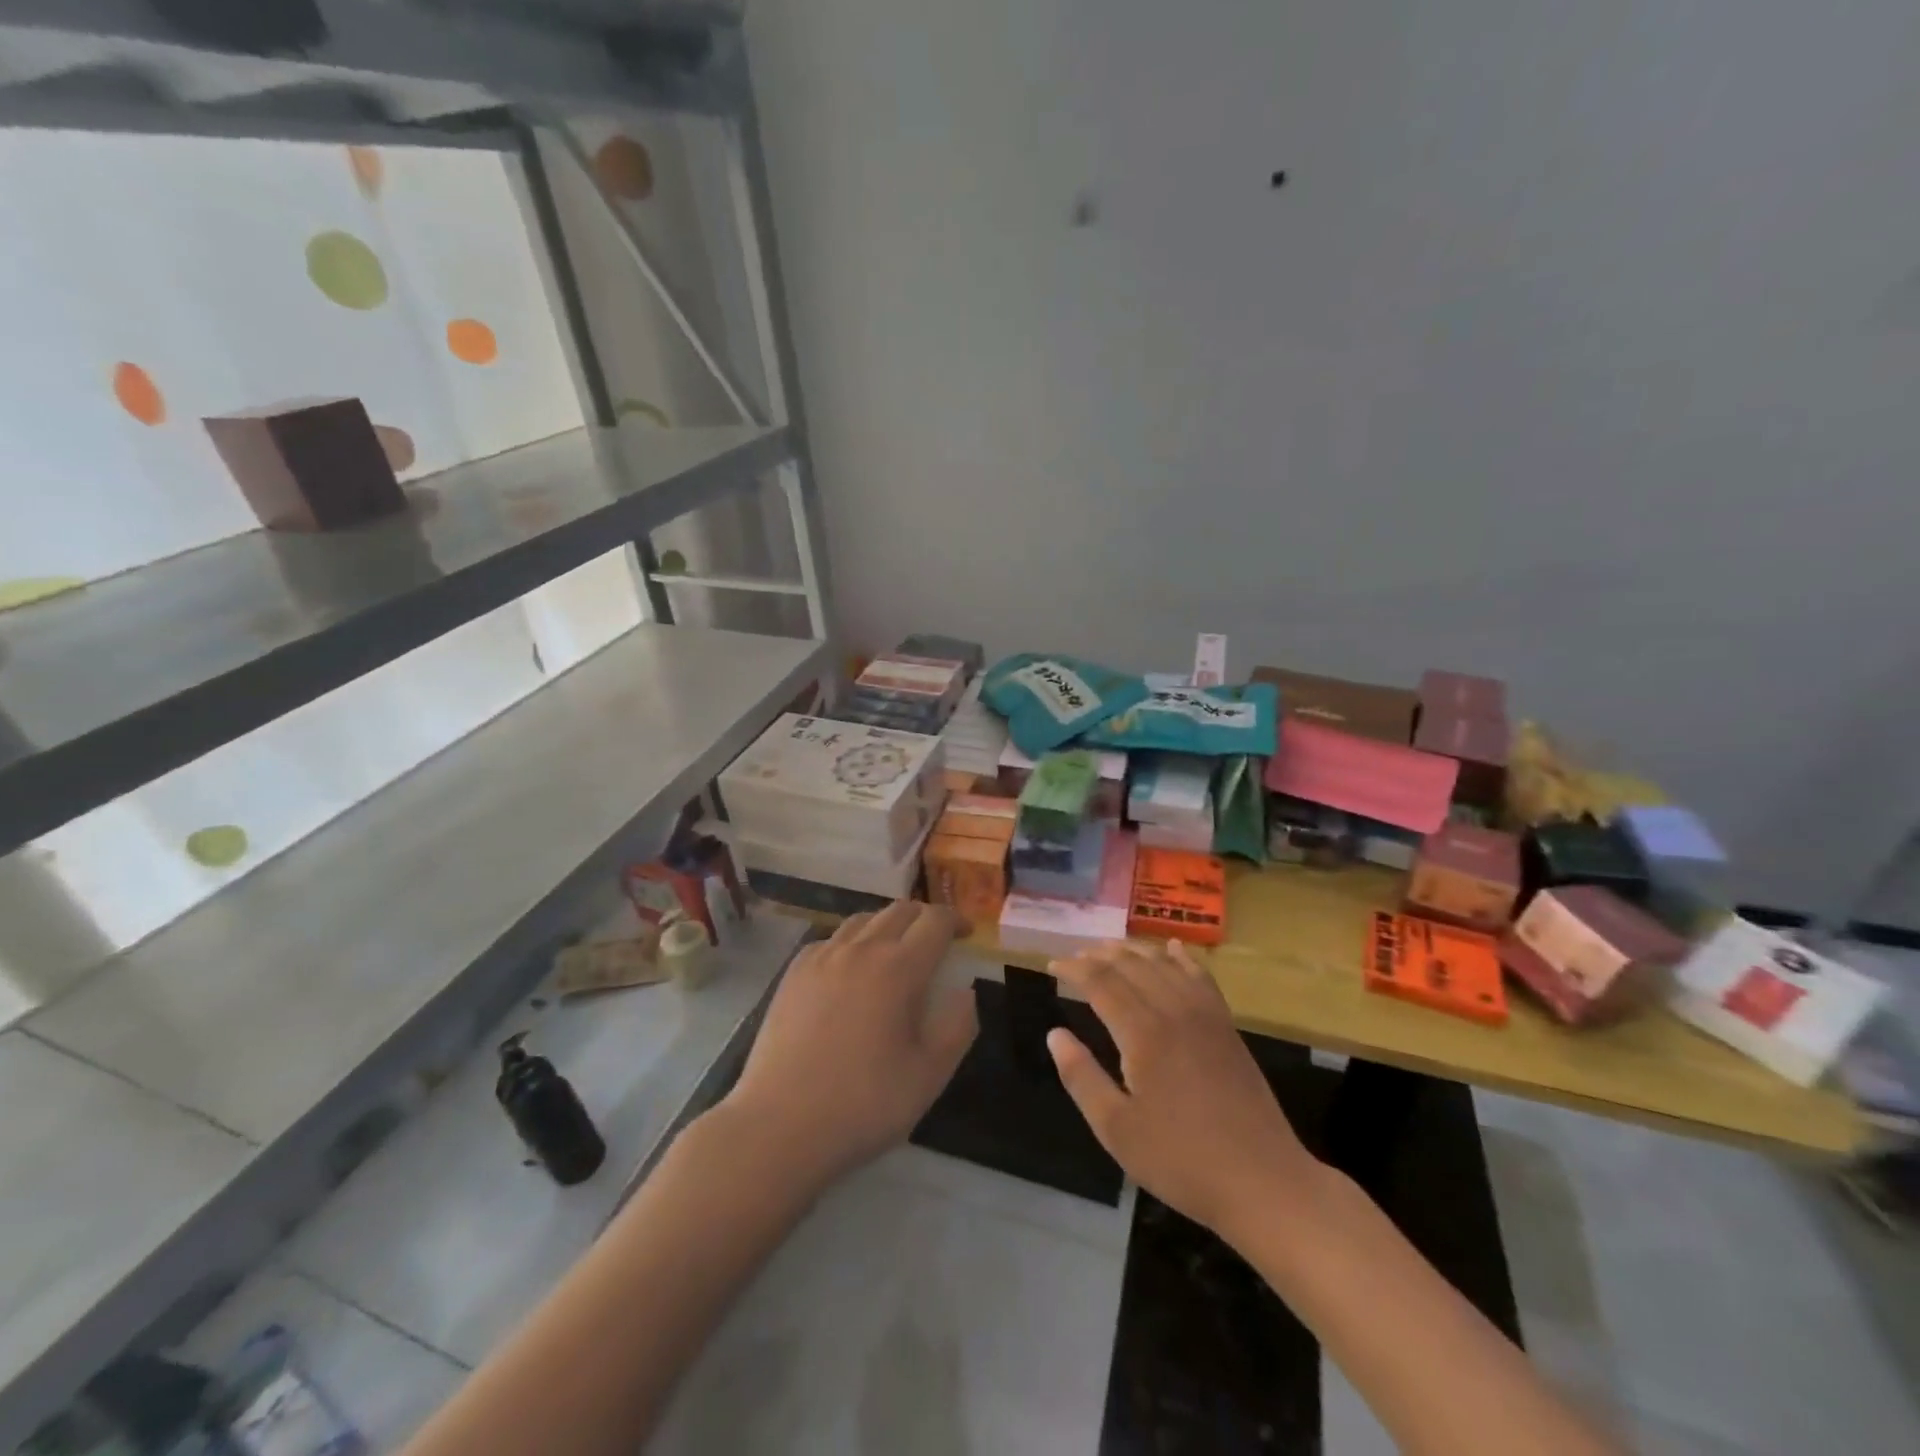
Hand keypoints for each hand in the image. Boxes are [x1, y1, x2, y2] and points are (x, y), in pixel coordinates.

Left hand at [718, 901, 976, 1187]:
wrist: (778, 1125)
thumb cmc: (862, 1104)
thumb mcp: (929, 1075)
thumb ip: (957, 1026)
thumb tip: (963, 991)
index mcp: (898, 968)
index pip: (935, 921)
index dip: (956, 920)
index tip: (968, 934)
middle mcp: (860, 949)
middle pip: (899, 911)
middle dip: (924, 918)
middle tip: (936, 942)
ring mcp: (821, 957)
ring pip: (862, 919)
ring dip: (888, 925)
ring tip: (895, 952)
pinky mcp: (792, 973)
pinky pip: (831, 939)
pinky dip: (852, 942)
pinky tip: (849, 971)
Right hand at [1047, 940, 1317, 1238]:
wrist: (1263, 1181)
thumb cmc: (1181, 1160)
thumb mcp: (1116, 1129)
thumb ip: (1081, 1077)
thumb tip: (1055, 1034)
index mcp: (1143, 1033)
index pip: (1100, 982)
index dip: (1073, 970)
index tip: (1052, 967)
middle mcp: (1173, 1010)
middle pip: (1131, 965)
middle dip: (1098, 955)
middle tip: (1075, 959)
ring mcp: (1206, 1015)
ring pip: (1164, 963)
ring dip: (1133, 950)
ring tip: (1110, 948)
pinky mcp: (1227, 1026)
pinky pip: (1200, 976)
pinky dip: (1181, 956)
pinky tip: (1172, 947)